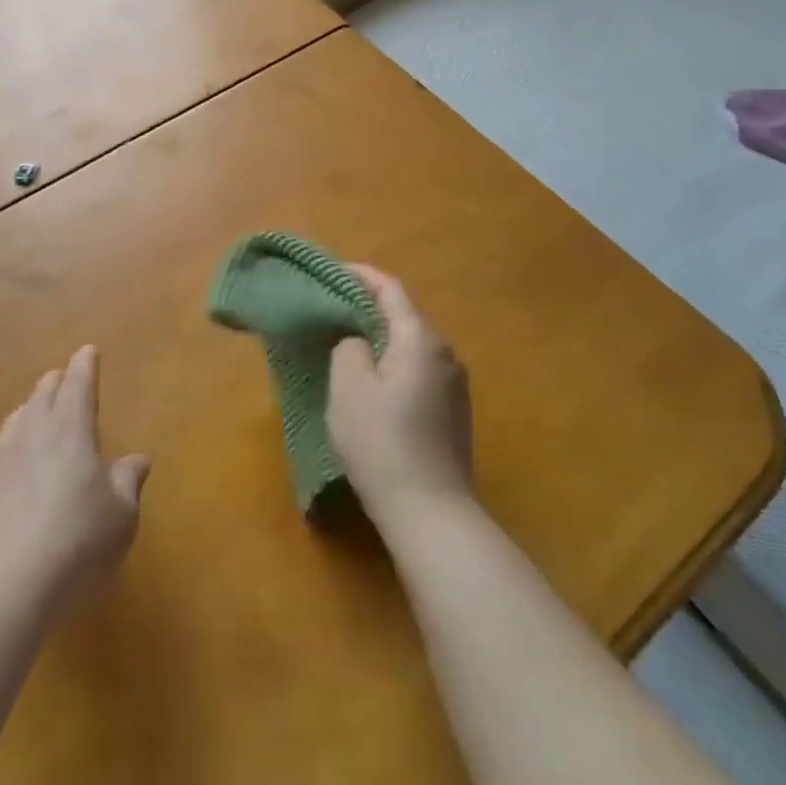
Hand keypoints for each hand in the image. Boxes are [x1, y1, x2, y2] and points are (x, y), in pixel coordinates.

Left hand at [0, 345, 149, 618]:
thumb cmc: (76, 543)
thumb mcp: (120, 516)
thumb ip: (128, 483)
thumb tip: (136, 460)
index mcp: (70, 431)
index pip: (78, 385)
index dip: (85, 366)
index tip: (87, 351)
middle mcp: (31, 436)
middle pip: (41, 397)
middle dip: (54, 384)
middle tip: (62, 378)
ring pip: (14, 423)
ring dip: (28, 412)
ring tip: (34, 414)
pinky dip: (9, 453)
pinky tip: (10, 471)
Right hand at [327, 265, 473, 526]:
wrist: (431, 513)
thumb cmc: (383, 442)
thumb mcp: (349, 387)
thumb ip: (349, 348)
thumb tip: (358, 343)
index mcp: (420, 339)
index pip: (390, 289)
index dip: (360, 275)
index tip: (331, 271)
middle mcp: (445, 354)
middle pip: (403, 316)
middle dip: (367, 307)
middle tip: (332, 309)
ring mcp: (454, 386)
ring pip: (411, 346)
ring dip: (380, 339)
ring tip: (346, 344)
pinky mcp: (454, 414)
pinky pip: (418, 372)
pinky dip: (393, 365)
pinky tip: (372, 384)